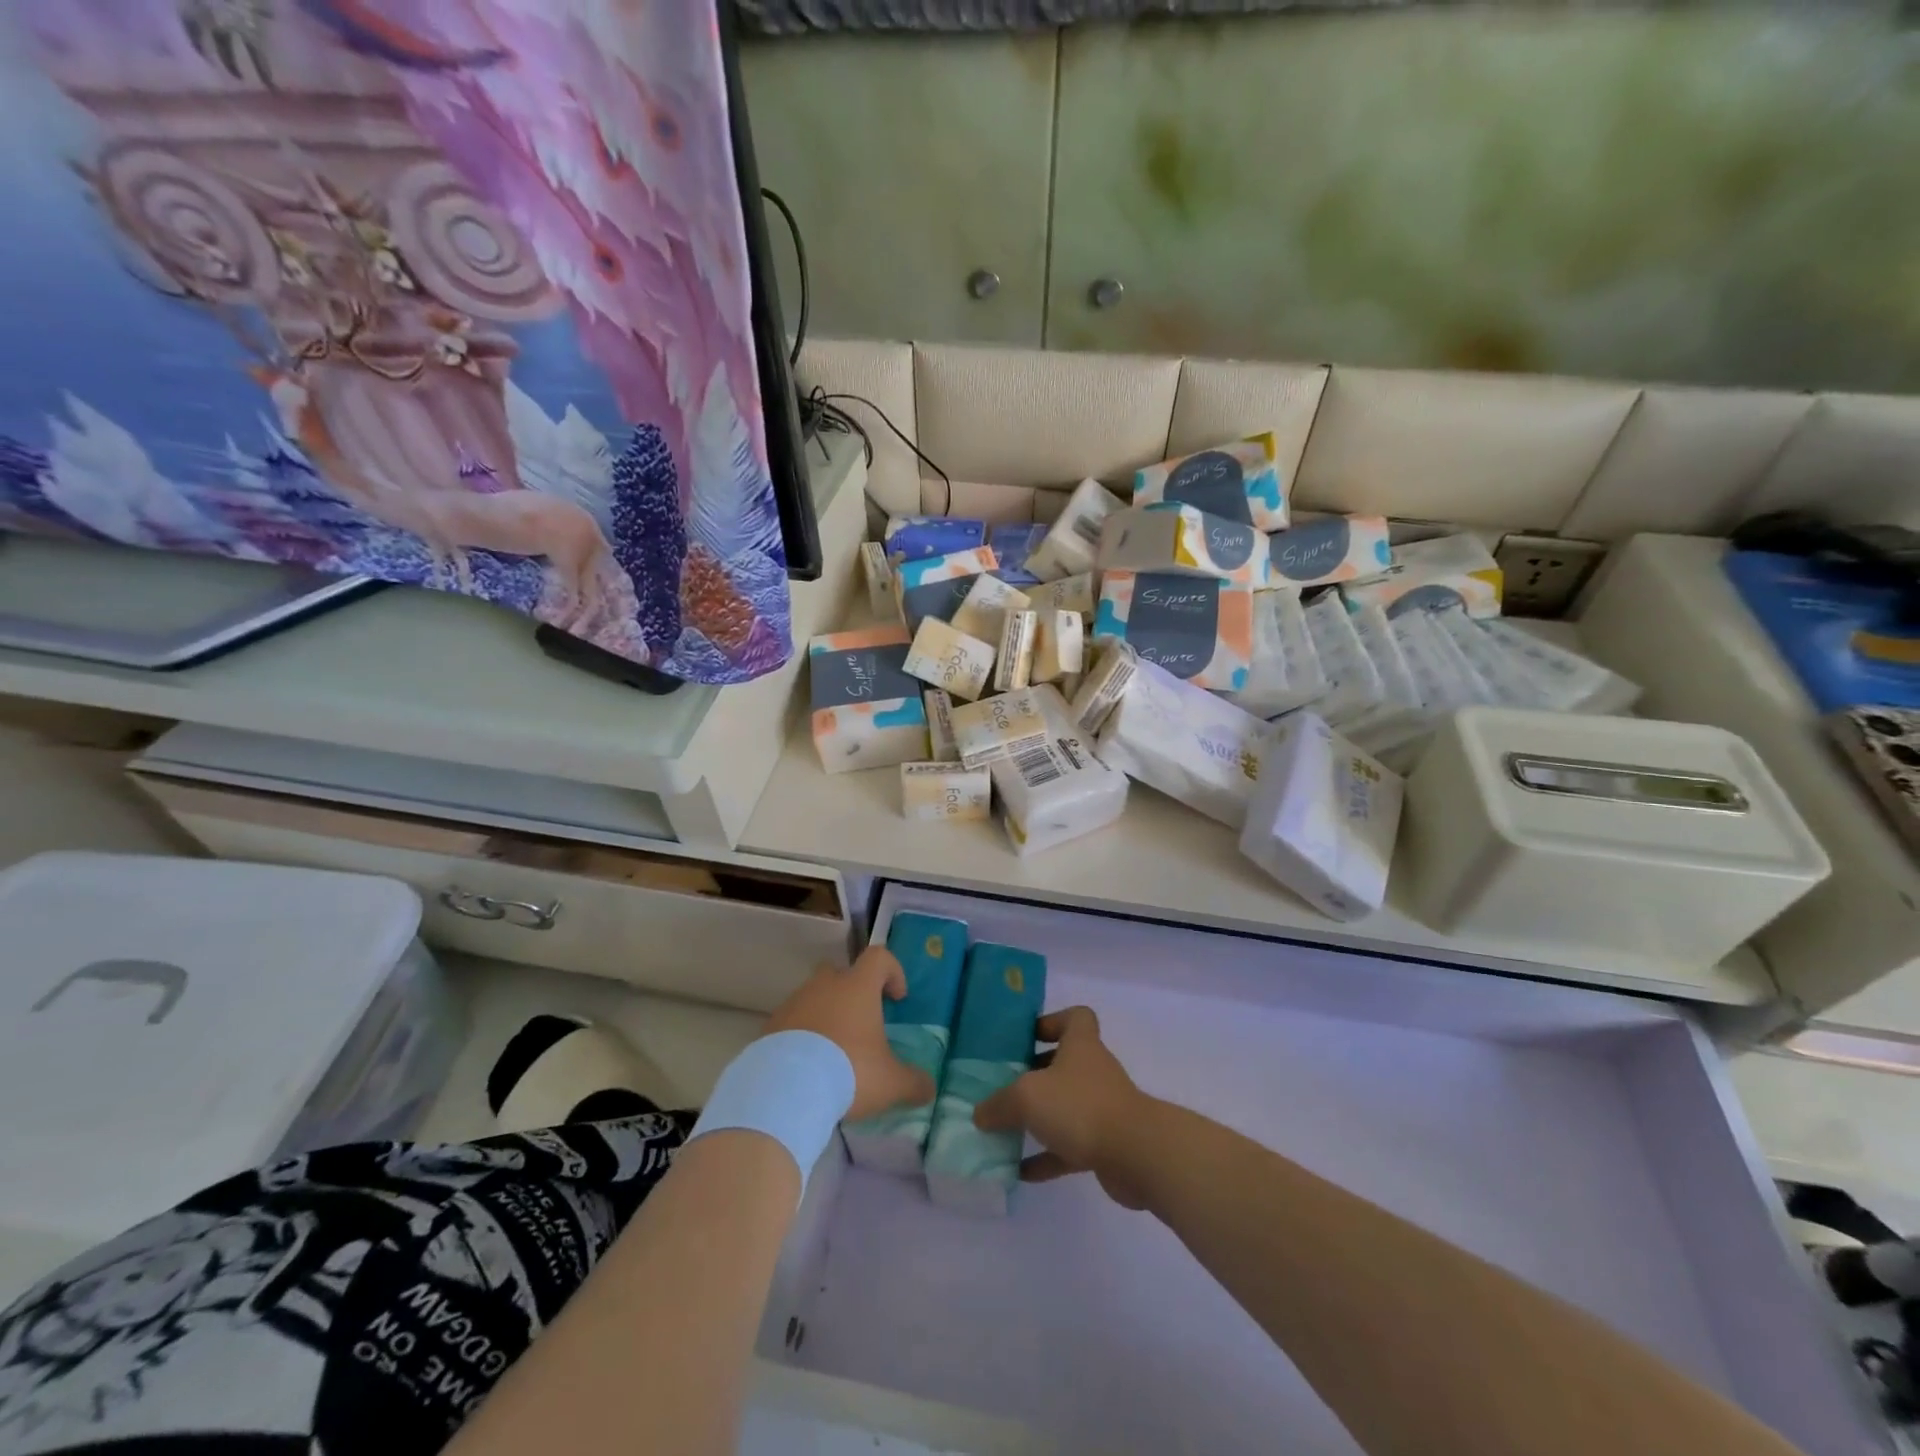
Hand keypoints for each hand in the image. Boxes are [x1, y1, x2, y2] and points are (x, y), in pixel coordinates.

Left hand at [763, 945, 936, 1121]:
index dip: (892, 971)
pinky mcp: (771, 1026)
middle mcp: (825, 985)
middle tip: (861, 1022)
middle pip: (840, 971)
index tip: (897, 998)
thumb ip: (913, 1082)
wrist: (785, 1089)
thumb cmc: (848, 1072)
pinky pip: (791, 1022)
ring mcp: (794, 1003)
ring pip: (813, 996)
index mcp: (858, 987)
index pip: (879, 957)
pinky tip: (807, 1066)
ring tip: (832, 1051)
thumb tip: (929, 1088)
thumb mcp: (891, 1083)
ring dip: (825, 1014)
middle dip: (852, 990)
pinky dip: (801, 1036)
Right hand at [973, 1007, 1152, 1208]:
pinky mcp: (1105, 1144)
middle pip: (1065, 1063)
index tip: (1026, 1038)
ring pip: (1066, 1106)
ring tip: (1006, 1130)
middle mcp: (1093, 1071)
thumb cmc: (1080, 1107)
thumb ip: (1000, 1103)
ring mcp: (1101, 1108)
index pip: (1075, 1018)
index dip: (1052, 1021)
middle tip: (1004, 1085)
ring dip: (1040, 1118)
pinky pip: (1069, 1147)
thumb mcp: (1027, 1097)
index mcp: (1081, 1045)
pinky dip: (1047, 1156)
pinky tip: (1021, 1171)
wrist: (1137, 1155)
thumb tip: (981, 1113)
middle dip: (1036, 1074)